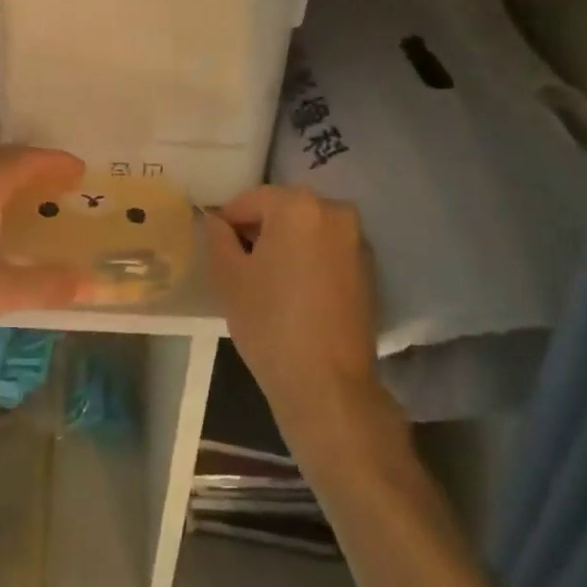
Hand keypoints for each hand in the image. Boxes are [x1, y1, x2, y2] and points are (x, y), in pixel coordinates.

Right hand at [206, 186, 382, 443]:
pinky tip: (297, 294)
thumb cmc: (270, 323)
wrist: (328, 386)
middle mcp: (334, 211)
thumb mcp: (229, 277)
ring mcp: (357, 240)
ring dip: (287, 245)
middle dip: (261, 231)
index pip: (250, 200)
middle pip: (283, 210)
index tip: (218, 249)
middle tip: (241, 266)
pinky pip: (328, 251)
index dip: (229, 222)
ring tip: (269, 282)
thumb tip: (217, 221)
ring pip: (308, 230)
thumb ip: (218, 237)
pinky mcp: (370, 270)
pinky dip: (311, 261)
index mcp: (298, 205)